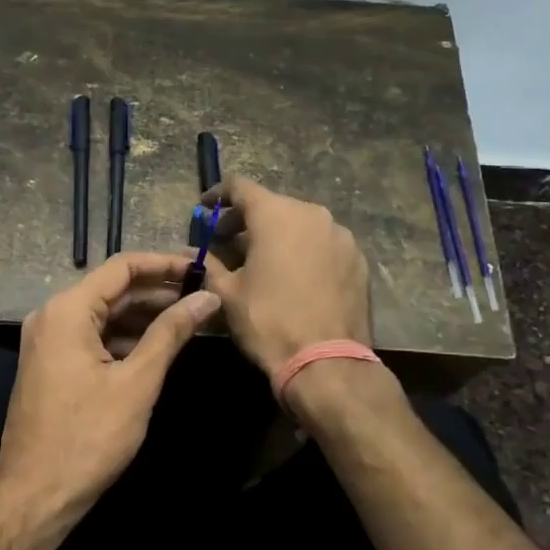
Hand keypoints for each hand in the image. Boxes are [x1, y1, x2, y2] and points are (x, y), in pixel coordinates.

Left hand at [0, 252, 219, 529]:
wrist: (35, 495)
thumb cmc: (88, 437)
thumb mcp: (137, 382)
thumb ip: (171, 333)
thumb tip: (207, 297)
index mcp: (67, 310)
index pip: (122, 267)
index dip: (164, 264)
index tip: (201, 267)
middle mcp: (51, 315)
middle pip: (112, 290)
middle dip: (158, 292)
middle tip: (204, 295)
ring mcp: (47, 341)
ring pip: (103, 315)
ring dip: (144, 316)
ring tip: (191, 320)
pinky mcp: (51, 364)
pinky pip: (92, 337)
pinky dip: (124, 338)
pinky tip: (158, 348)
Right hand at [201, 176, 371, 375]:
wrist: (327, 362)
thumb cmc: (268, 321)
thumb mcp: (227, 294)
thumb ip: (209, 265)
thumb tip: (191, 254)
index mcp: (276, 215)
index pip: (240, 187)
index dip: (218, 195)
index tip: (205, 209)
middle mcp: (312, 214)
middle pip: (272, 205)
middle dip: (247, 220)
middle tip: (227, 242)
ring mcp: (341, 236)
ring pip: (300, 225)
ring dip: (277, 236)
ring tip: (261, 262)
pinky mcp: (358, 260)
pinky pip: (323, 245)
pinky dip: (303, 251)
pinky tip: (293, 277)